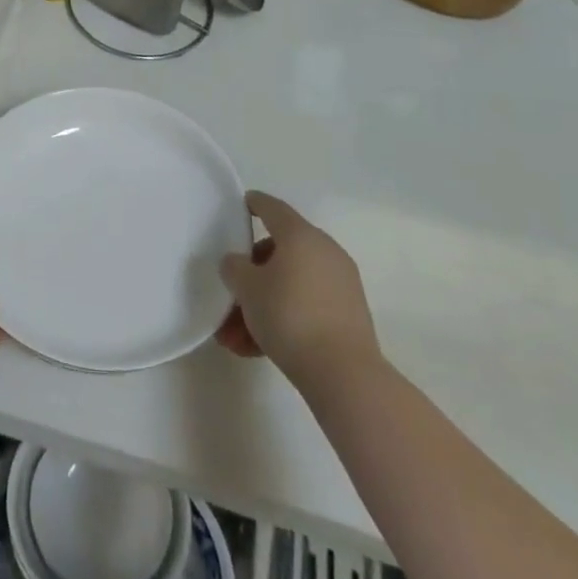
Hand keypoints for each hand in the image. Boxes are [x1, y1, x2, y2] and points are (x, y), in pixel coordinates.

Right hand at [216, 192, 379, 384]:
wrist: (344, 375)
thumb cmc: (289, 316)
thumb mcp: (247, 288)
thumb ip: (234, 267)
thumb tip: (238, 264)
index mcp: (301, 236)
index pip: (272, 208)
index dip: (254, 203)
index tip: (241, 204)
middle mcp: (324, 252)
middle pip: (278, 253)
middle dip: (250, 277)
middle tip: (229, 297)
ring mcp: (340, 285)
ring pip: (289, 286)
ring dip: (260, 307)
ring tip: (235, 340)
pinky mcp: (348, 316)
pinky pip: (305, 307)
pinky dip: (282, 320)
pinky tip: (256, 349)